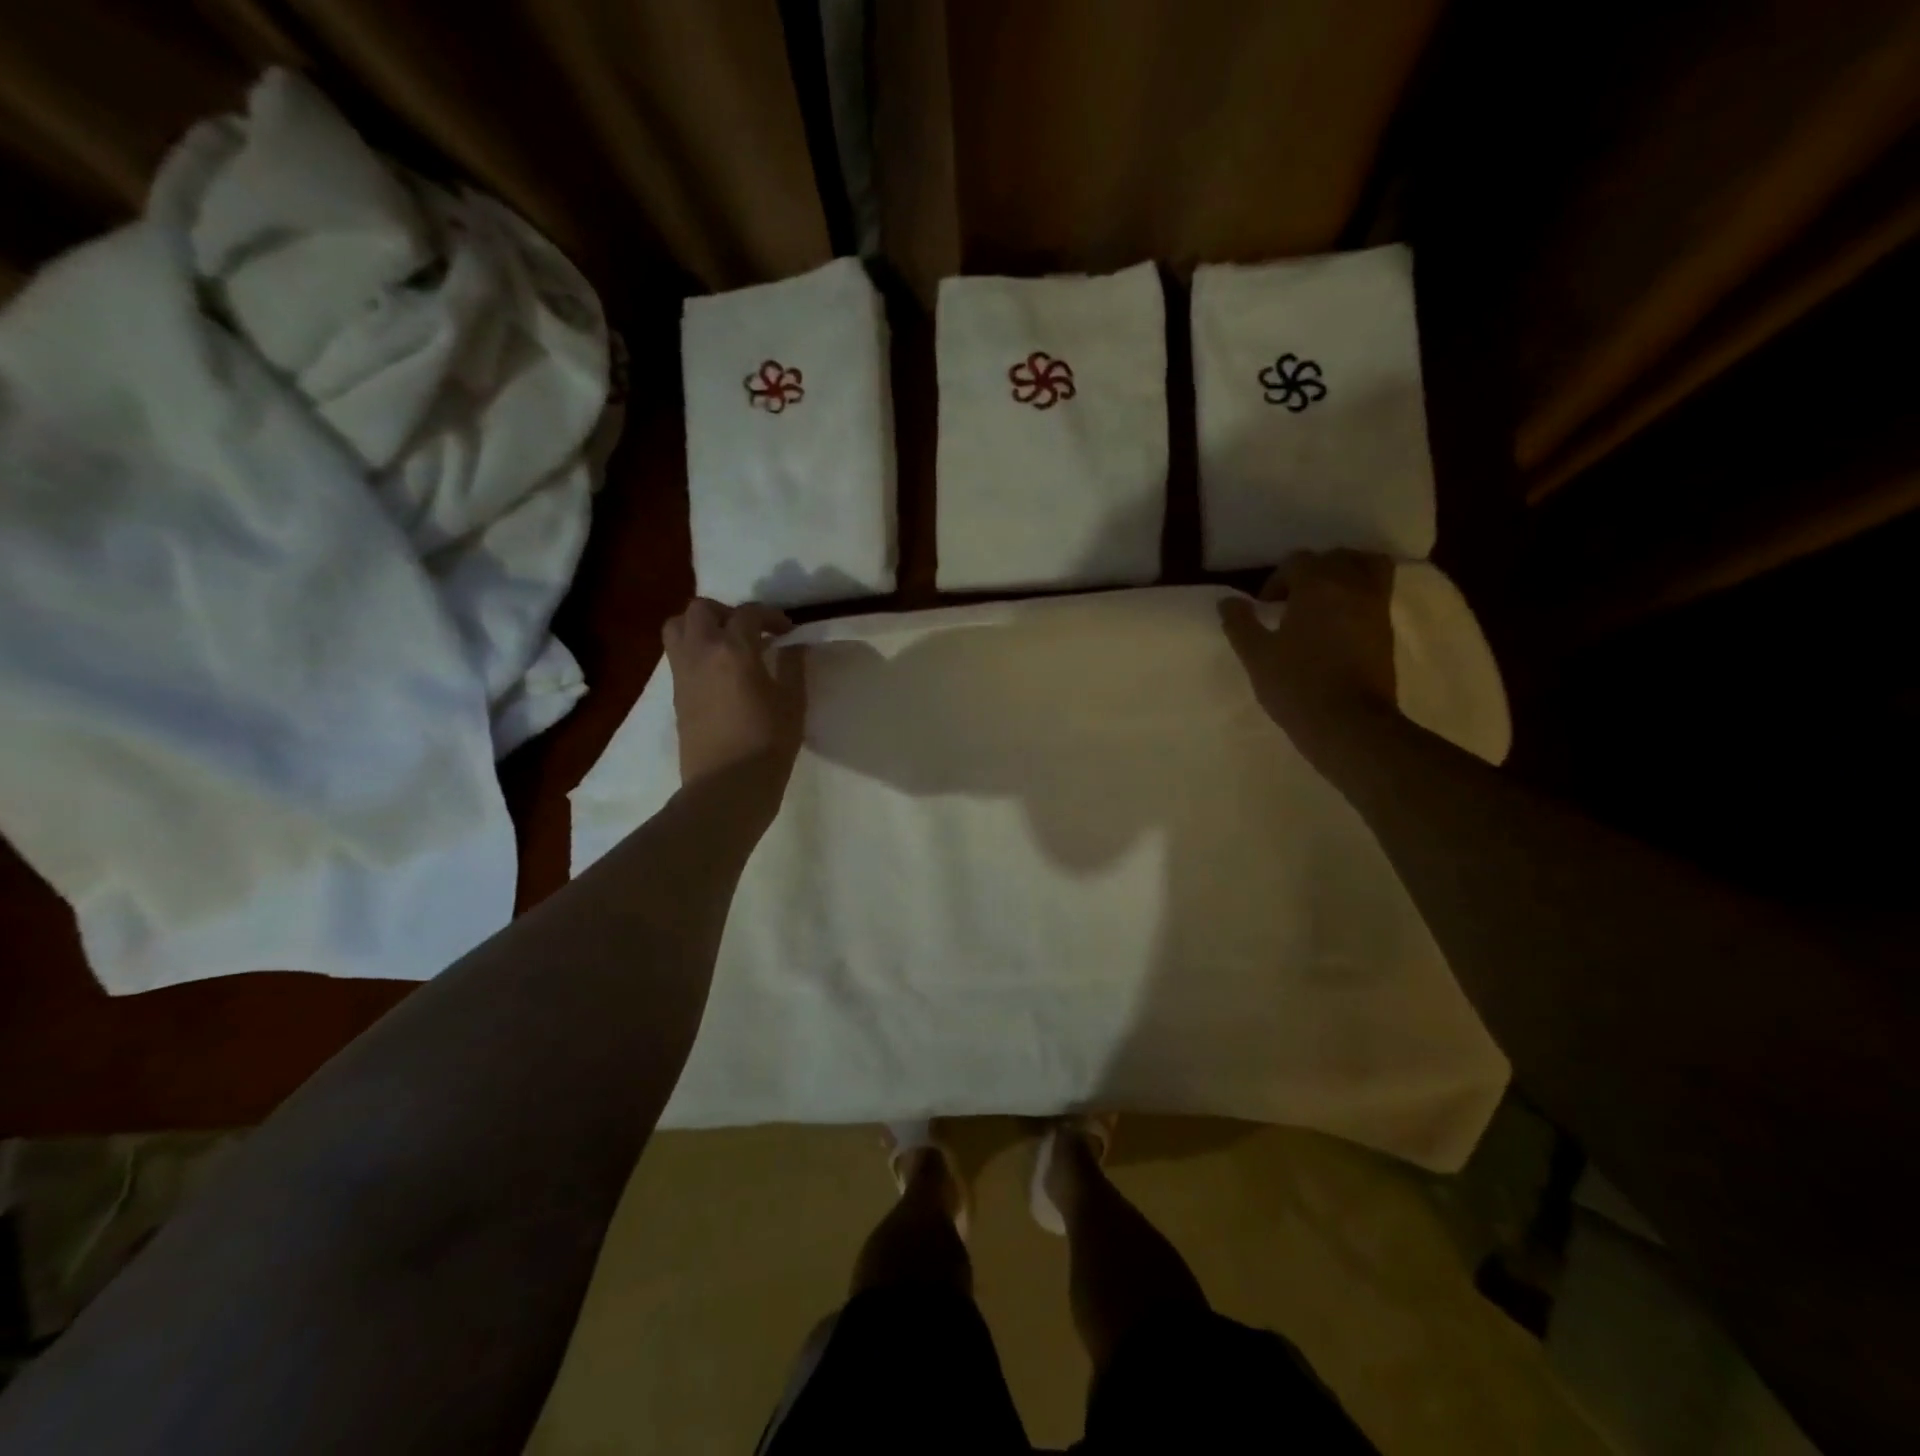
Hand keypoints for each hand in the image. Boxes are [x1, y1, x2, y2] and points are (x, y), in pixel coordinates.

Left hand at [662, 599, 805, 785]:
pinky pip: (677, 655)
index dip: (770, 616)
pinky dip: (694, 650)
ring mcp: (682, 672)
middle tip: (750, 631)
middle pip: (701, 609)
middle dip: (727, 612)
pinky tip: (717, 672)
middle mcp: (701, 652)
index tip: (787, 630)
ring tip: (724, 644)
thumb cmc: (768, 744)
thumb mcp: (792, 703)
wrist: (727, 786)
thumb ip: (792, 666)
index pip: (748, 613)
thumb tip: (793, 645)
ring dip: (700, 626)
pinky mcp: (675, 694)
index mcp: (734, 650)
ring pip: (677, 626)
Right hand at [1219, 550, 1396, 764]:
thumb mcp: (1256, 656)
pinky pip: (1378, 592)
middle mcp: (1352, 585)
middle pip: (1335, 557)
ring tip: (1324, 600)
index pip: (1297, 562)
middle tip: (1293, 600)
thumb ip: (1240, 623)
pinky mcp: (1387, 629)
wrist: (1348, 723)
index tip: (1265, 608)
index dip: (1276, 580)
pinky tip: (1340, 620)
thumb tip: (1227, 601)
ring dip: (1344, 573)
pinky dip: (1360, 593)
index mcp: (1317, 586)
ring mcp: (1376, 606)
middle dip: (1311, 572)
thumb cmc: (1296, 685)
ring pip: (1366, 566)